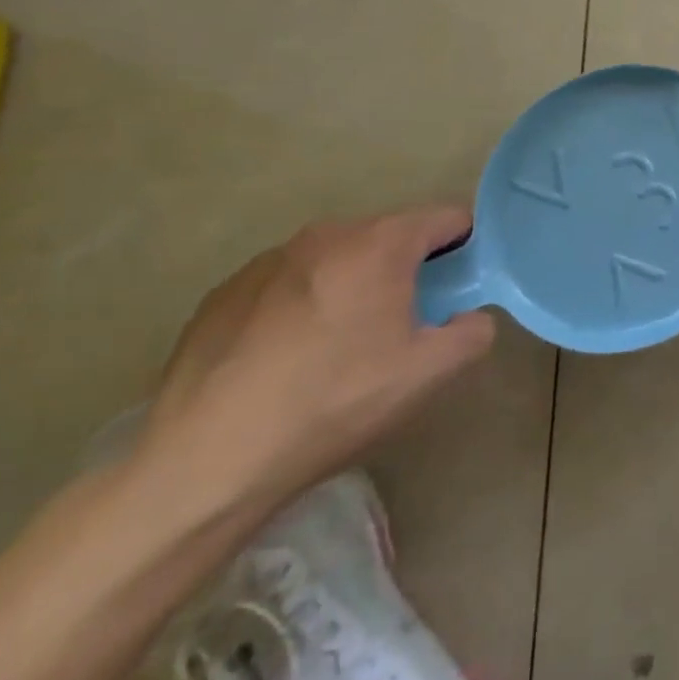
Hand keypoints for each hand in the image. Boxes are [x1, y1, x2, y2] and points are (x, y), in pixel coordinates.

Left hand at [138, 207, 495, 511]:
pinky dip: (304, 304)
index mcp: (380, 244)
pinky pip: (288, 284)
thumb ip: (474, 331)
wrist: (204, 463)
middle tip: (406, 323)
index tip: (461, 286)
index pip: (447, 216)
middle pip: (390, 235)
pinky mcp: (222, 294)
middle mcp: (325, 235)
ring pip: (337, 258)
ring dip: (354, 283)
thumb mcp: (430, 373)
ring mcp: (267, 261)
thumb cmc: (334, 403)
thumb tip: (469, 316)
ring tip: (342, 344)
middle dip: (409, 267)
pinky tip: (288, 359)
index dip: (467, 245)